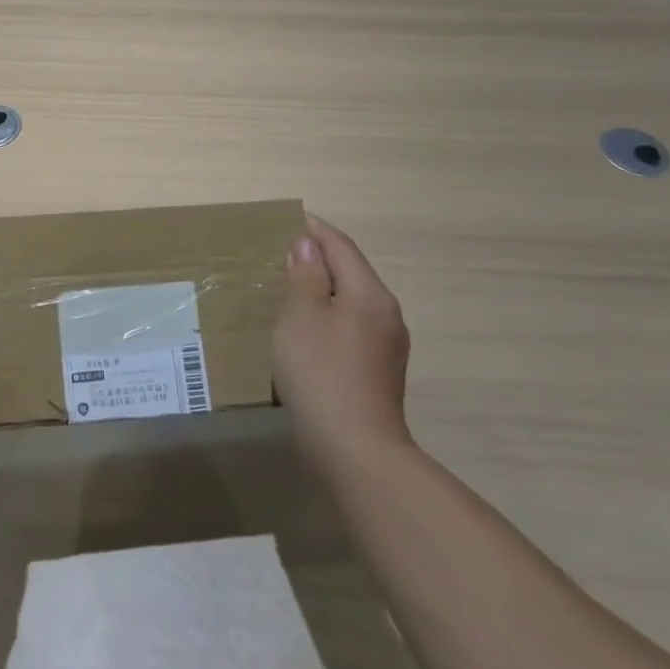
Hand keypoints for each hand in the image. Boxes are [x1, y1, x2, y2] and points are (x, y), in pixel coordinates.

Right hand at [273, 216, 412, 465]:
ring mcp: (387, 347)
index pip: (342, 247)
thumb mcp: (302, 317)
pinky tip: (307, 333)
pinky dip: (328, 320)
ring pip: (352, 304)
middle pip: (351, 274)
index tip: (291, 219)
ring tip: (290, 290)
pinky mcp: (378, 373)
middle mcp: (386, 314)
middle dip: (319, 260)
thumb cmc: (321, 373)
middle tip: (283, 254)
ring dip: (323, 292)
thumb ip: (306, 277)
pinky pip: (351, 330)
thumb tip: (307, 246)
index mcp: (370, 293)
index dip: (316, 231)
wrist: (354, 449)